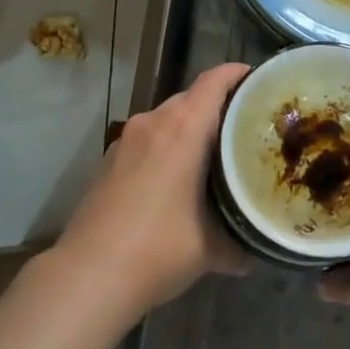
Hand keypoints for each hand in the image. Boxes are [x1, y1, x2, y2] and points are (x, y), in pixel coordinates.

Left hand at [54, 62, 251, 315]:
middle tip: (244, 129)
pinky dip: (166, 147)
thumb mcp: (211, 248)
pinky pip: (147, 140)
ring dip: (189, 130)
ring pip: (166, 119)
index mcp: (183, 128)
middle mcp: (153, 122)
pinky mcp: (108, 160)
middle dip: (218, 107)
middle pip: (191, 98)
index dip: (238, 74)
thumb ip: (237, 242)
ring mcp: (126, 140)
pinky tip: (175, 179)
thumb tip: (253, 253)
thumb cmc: (159, 248)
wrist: (89, 274)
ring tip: (212, 155)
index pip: (214, 81)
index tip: (260, 82)